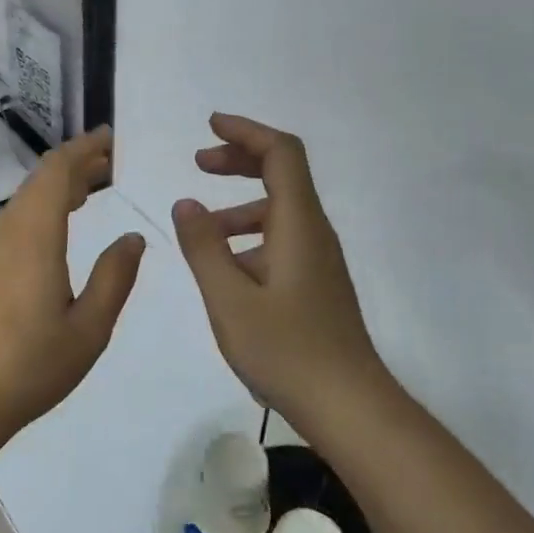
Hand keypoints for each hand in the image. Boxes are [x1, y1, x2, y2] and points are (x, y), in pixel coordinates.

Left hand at [0, 127, 145, 452]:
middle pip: (35, 185)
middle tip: (106, 167)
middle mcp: (0, 237)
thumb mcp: (88, 330)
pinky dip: (30, 220)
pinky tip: (43, 245)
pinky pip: (2, 232)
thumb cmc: (29, 369)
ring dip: (50, 195)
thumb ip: (114, 278)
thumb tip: (132, 237)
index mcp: (33, 240)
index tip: (108, 139)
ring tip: (83, 198)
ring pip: (17, 208)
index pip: (56, 173)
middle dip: (72, 168)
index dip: (83, 150)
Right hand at [173, 114, 391, 427]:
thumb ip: (204, 247)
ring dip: (239, 205)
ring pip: (280, 212)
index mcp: (298, 225)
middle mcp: (314, 233)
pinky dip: (250, 238)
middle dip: (240, 161)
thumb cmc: (286, 351)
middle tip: (199, 163)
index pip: (281, 154)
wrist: (348, 406)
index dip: (246, 132)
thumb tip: (186, 203)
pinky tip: (225, 269)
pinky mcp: (316, 285)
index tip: (210, 126)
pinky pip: (281, 241)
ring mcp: (318, 261)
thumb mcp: (229, 299)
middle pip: (283, 175)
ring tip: (199, 228)